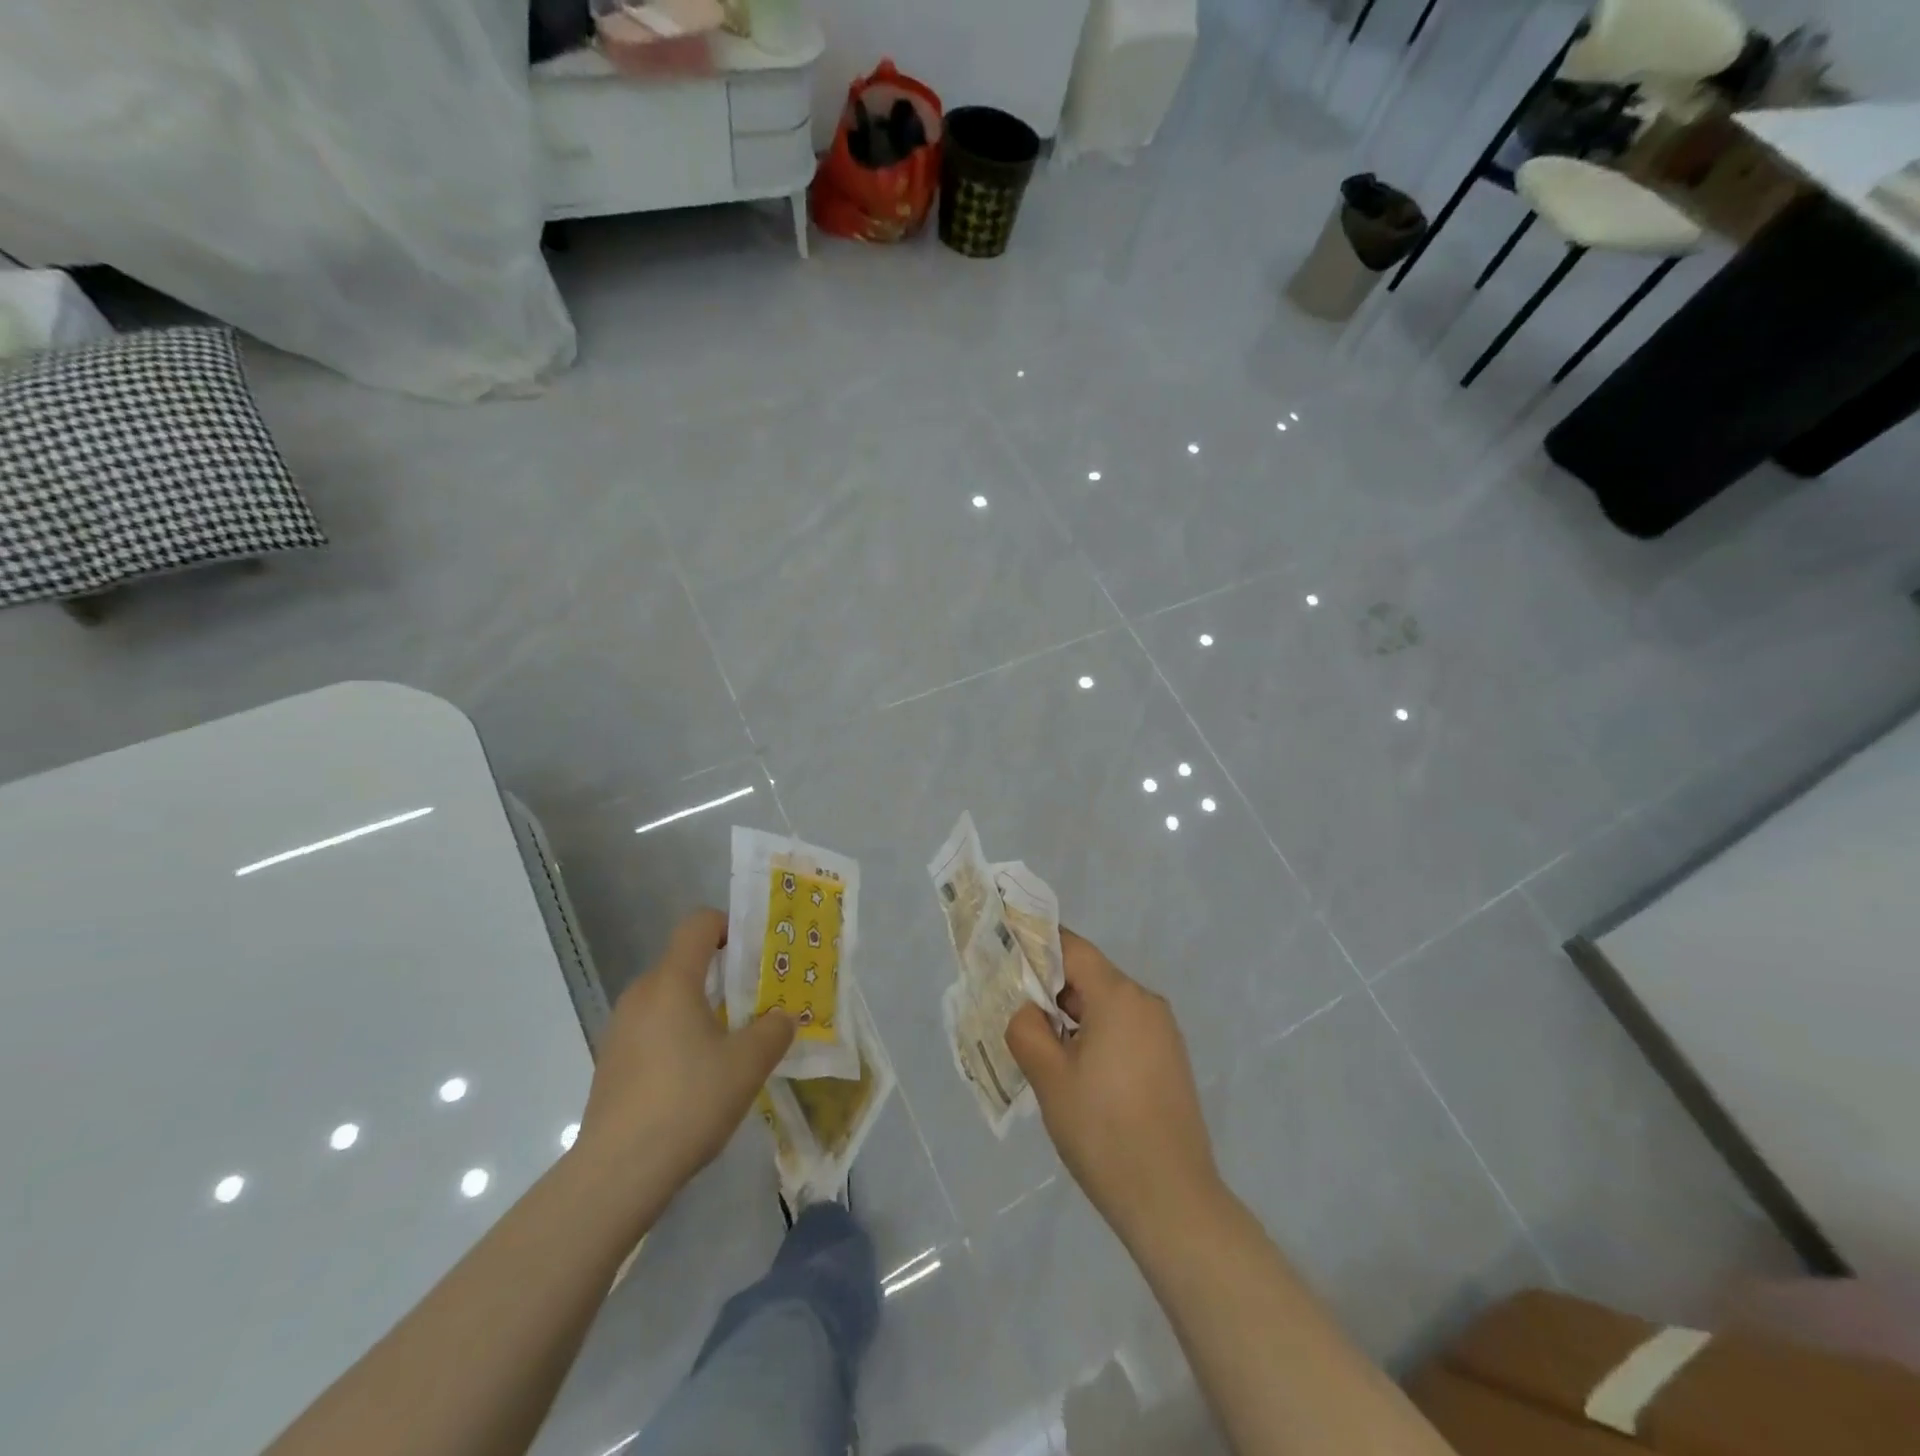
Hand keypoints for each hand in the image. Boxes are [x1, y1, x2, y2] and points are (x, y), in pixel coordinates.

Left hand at [576, 908, 793, 1203]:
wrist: (617, 1173)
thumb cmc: (688, 1102)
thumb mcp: (748, 1064)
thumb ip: (774, 1031)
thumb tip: (782, 1017)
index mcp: (672, 981)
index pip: (698, 924)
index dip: (729, 926)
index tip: (754, 953)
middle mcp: (641, 995)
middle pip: (684, 962)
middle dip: (721, 975)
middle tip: (754, 1002)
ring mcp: (620, 1029)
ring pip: (667, 999)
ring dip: (699, 1009)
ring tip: (729, 1044)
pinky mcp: (611, 1063)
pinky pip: (651, 1029)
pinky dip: (677, 1036)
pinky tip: (696, 1078)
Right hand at [1005, 930, 1223, 1244]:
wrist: (1172, 1201)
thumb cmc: (1103, 1132)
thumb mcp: (1049, 1078)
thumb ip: (1026, 1028)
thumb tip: (1027, 1010)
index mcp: (1119, 996)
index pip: (1071, 948)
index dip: (1036, 946)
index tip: (1004, 956)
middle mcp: (1146, 1002)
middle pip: (1088, 977)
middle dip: (1049, 990)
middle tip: (1011, 1012)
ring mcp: (1163, 1033)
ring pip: (1105, 1006)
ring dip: (1071, 1018)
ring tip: (1038, 1048)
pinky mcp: (1170, 1060)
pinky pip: (1124, 1030)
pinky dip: (1095, 1037)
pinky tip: (1075, 1073)